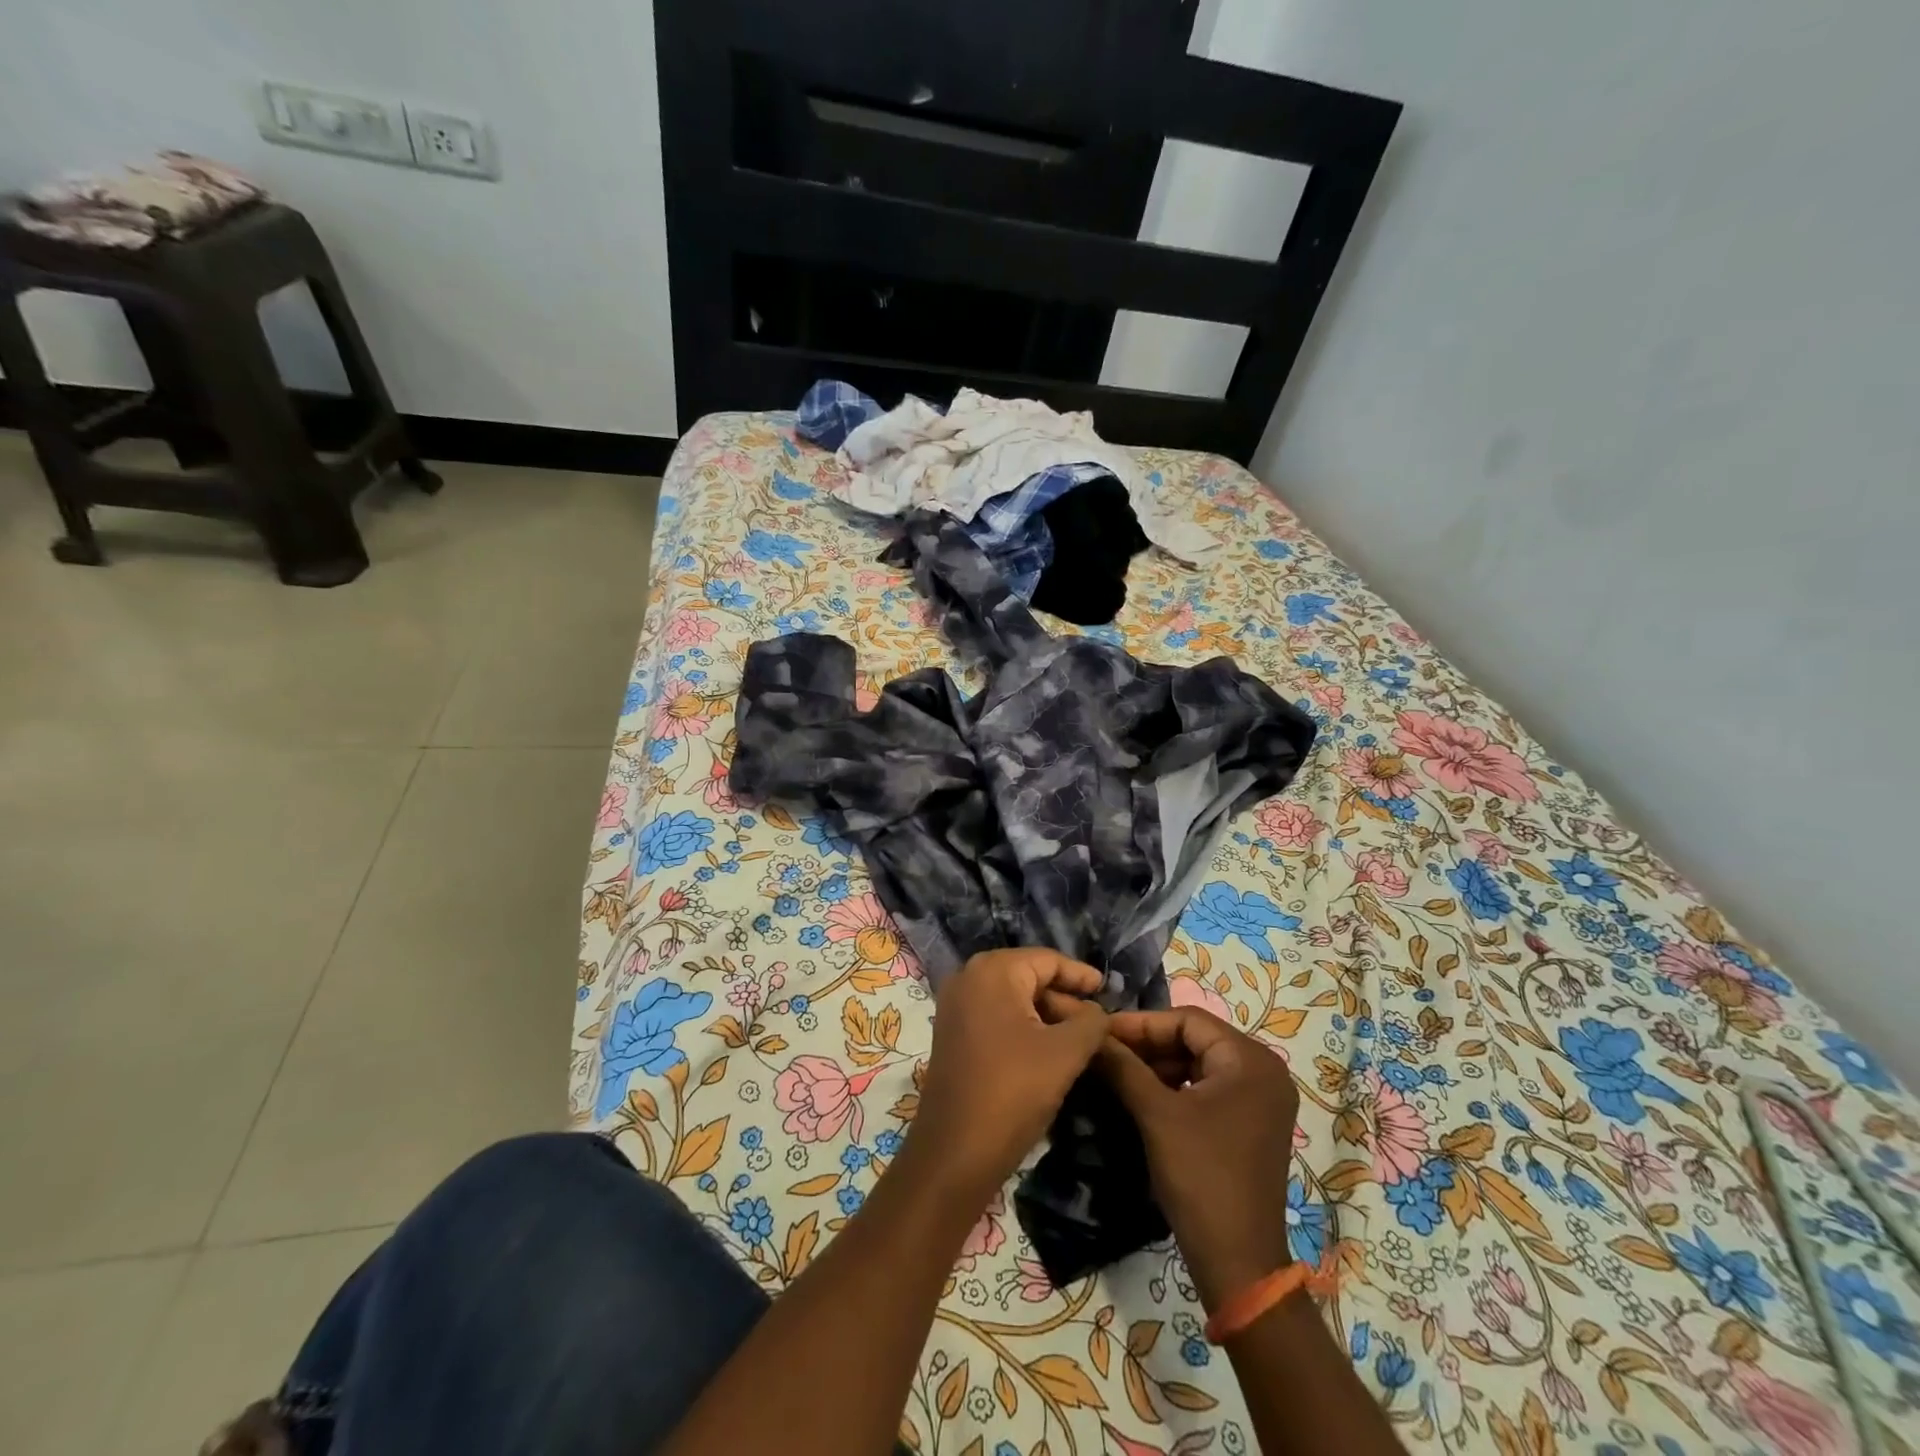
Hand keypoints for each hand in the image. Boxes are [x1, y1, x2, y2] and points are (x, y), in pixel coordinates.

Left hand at [906, 949, 1109, 1205]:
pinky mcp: (952, 1033)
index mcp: (993, 970)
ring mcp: (955, 1006)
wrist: (955, 1152)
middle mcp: (968, 977)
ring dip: (1046, 1015)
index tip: (1108, 988)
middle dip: (1064, 998)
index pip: (1047, 960)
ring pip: (1013, 998)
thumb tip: (1098, 1012)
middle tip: (1098, 1021)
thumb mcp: (1065, 1053)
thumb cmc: (1013, 1092)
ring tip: (1081, 1038)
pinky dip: (1024, 1027)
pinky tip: (1048, 1050)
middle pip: (1028, 976)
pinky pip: (996, 1016)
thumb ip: (1091, 1022)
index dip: (1080, 975)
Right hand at [1098, 1008, 1299, 1312]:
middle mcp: (1264, 1071)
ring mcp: (1261, 1099)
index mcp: (1250, 1060)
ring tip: (1118, 1071)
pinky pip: (1209, 1087)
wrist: (1239, 1262)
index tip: (1101, 1031)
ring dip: (1159, 1065)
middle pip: (1196, 1039)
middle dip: (1148, 1044)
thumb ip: (1123, 1066)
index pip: (1188, 1020)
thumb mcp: (1156, 1115)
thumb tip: (1091, 1035)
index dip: (1141, 1024)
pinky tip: (1144, 1095)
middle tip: (1106, 1051)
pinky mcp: (1252, 1123)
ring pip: (1200, 1063)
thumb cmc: (1201, 1176)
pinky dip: (1177, 1087)